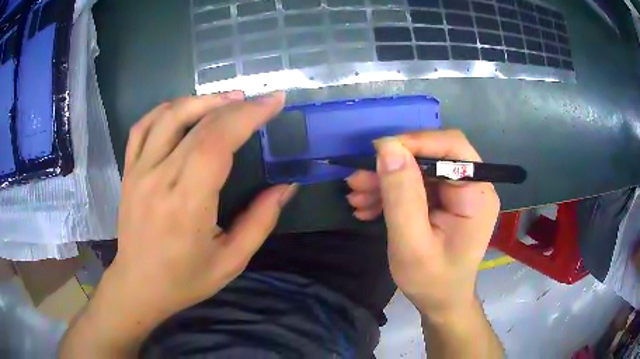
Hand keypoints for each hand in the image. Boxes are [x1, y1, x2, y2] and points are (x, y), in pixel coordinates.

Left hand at [105, 91, 295, 324]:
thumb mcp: (232, 261)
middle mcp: (159, 179)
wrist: (138, 285)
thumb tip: (286, 187)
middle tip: (260, 101)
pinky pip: (142, 126)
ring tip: (229, 100)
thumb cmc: (185, 280)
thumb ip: (260, 222)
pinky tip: (186, 108)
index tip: (274, 102)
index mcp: (187, 205)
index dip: (248, 116)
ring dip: (202, 100)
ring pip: (168, 116)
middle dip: (236, 106)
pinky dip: (166, 109)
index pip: (217, 143)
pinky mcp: (129, 171)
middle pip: (198, 124)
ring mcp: (138, 171)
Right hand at [347, 130, 499, 317]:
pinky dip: (391, 192)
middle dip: (393, 166)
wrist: (440, 301)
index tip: (378, 152)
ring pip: (420, 170)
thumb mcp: (411, 244)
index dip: (416, 142)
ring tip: (356, 195)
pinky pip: (417, 185)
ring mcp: (459, 193)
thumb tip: (388, 148)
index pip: (453, 147)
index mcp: (477, 195)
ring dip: (386, 180)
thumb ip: (401, 196)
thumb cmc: (431, 281)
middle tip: (357, 179)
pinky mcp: (446, 200)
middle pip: (433, 156)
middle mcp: (473, 186)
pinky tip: (368, 205)